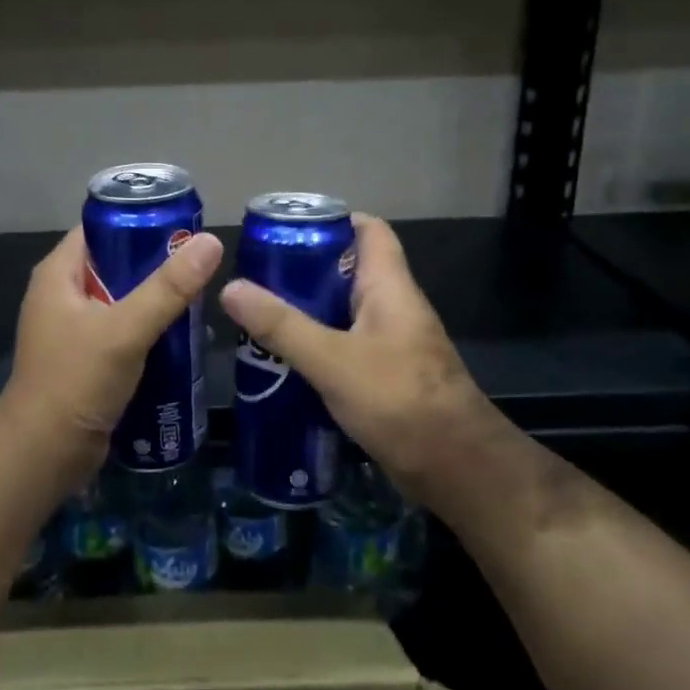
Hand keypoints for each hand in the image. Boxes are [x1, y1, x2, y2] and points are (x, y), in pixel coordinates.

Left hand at [0, 225, 224, 470]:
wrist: (44, 454)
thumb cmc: (76, 381)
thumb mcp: (125, 329)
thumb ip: (168, 287)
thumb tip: (211, 241)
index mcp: (58, 274)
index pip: (101, 228)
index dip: (139, 221)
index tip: (184, 226)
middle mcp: (62, 295)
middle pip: (116, 264)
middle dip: (156, 264)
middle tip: (201, 265)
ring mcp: (73, 329)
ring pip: (123, 300)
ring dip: (156, 300)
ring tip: (200, 298)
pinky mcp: (86, 359)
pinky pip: (123, 331)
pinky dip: (149, 330)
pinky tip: (183, 335)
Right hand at [219, 214, 490, 502]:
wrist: (457, 469)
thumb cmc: (400, 401)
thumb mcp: (333, 360)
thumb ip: (282, 326)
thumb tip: (232, 287)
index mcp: (389, 286)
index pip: (369, 230)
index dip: (332, 220)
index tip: (286, 229)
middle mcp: (393, 307)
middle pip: (347, 270)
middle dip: (303, 271)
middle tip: (258, 278)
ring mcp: (391, 343)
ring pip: (343, 312)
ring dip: (306, 312)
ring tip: (258, 317)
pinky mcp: (385, 376)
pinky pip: (345, 346)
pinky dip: (316, 347)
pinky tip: (283, 361)